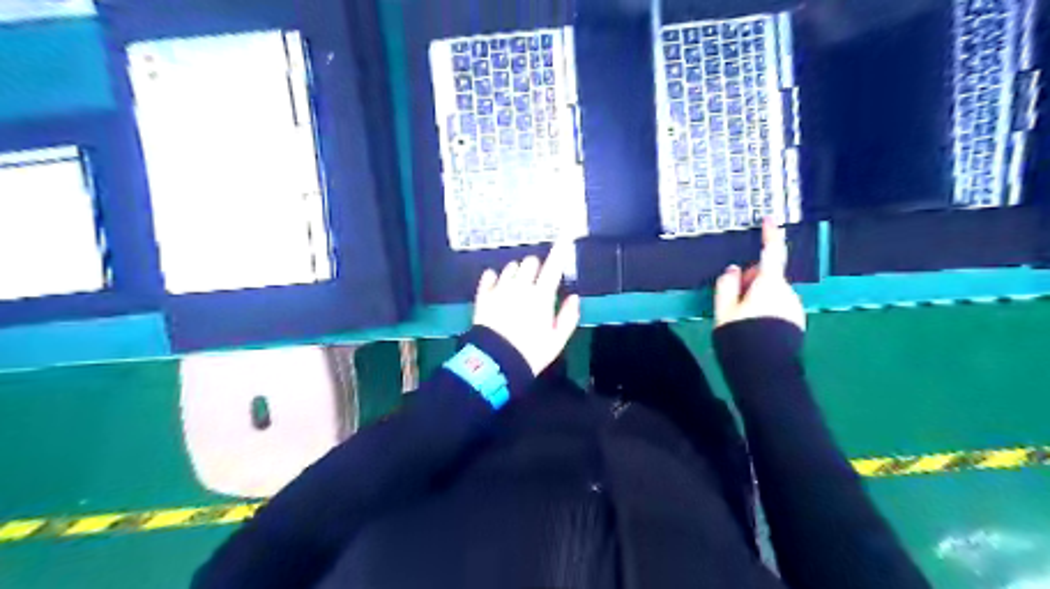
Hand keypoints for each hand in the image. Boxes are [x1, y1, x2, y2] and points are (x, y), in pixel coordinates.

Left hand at [475, 242, 581, 375]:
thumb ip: (568, 316)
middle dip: (536, 267)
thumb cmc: (531, 353)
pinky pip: (488, 276)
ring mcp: (499, 290)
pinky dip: (494, 277)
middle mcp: (520, 286)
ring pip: (510, 267)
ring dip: (517, 272)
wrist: (495, 362)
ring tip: (518, 286)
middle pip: (530, 262)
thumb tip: (573, 297)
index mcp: (541, 296)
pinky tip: (497, 284)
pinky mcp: (483, 296)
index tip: (566, 233)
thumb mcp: (557, 340)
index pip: (553, 266)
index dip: (560, 248)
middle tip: (538, 281)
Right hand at [713, 221, 804, 330]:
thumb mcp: (724, 310)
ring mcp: (794, 309)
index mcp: (769, 284)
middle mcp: (787, 293)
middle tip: (732, 299)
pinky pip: (778, 307)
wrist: (765, 373)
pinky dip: (765, 310)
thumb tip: (734, 269)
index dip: (770, 234)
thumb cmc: (740, 337)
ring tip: (740, 320)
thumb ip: (727, 285)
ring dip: (757, 298)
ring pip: (772, 293)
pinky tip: (754, 329)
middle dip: (751, 280)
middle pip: (768, 276)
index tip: (769, 218)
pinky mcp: (796, 324)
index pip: (772, 253)